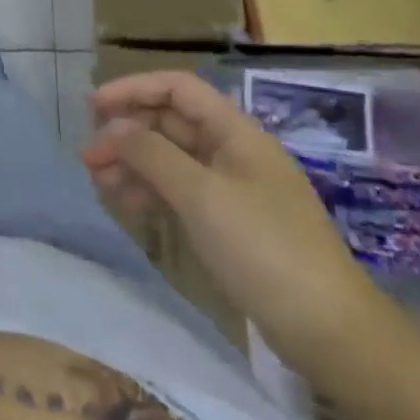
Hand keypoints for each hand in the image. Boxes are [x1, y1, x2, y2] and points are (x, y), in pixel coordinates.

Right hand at [82, 71, 385, 376]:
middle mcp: (232, 151)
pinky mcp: (229, 221)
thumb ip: (151, 154)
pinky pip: (180, 190)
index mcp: (235, 132)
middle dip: (127, 132)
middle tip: (89, 156)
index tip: (92, 107)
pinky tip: (127, 204)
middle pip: (170, 122)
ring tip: (99, 182)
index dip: (133, 89)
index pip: (177, 88)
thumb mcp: (201, 196)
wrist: (330, 331)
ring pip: (170, 157)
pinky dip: (150, 190)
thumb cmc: (265, 249)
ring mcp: (231, 187)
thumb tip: (111, 128)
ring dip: (133, 162)